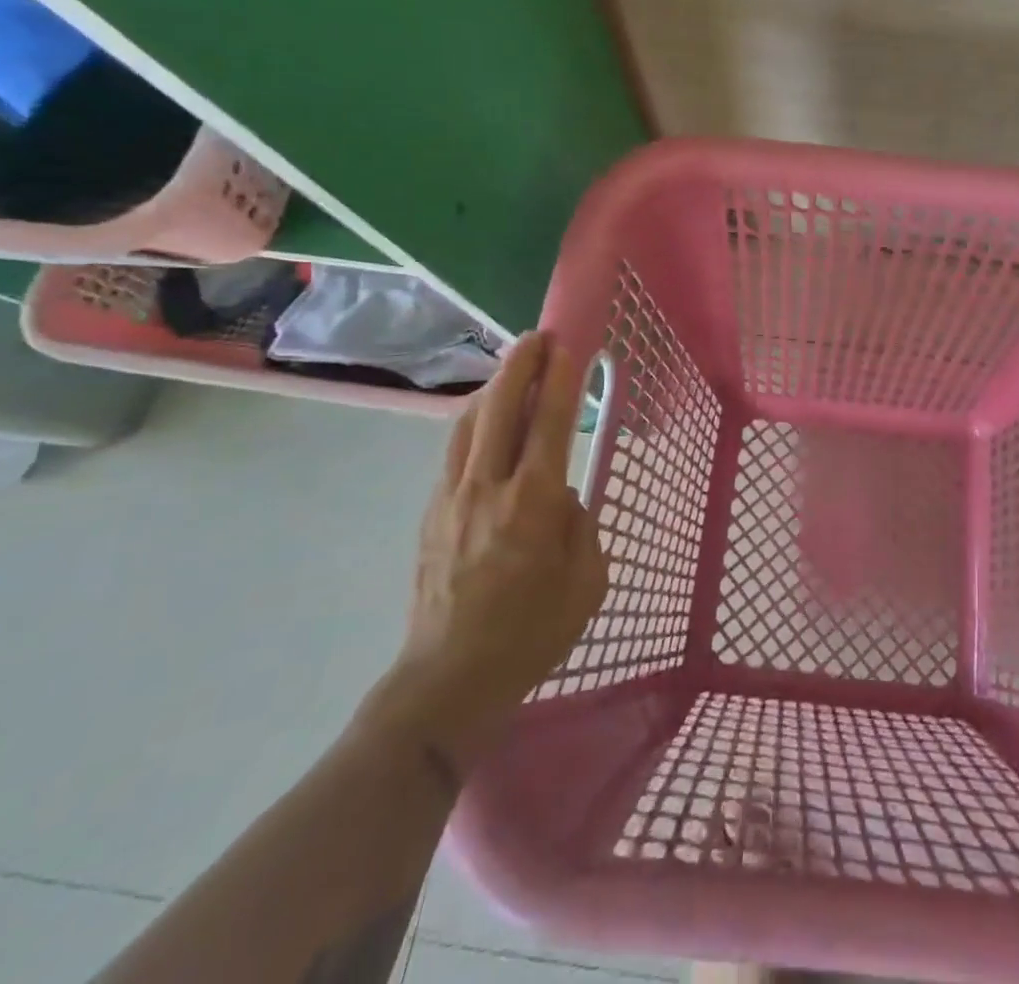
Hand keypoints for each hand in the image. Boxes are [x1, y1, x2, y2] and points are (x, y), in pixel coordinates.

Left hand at [364, 332, 607, 774]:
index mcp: (533, 503)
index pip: (551, 423)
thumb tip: (562, 497)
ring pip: (468, 423)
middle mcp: (489, 487)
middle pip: (501, 407)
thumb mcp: (587, 582)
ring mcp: (452, 497)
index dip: (561, 380)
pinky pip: (454, 450)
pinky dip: (474, 421)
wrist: (448, 680)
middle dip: (521, 365)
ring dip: (492, 388)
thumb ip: (580, 526)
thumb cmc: (530, 634)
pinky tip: (485, 421)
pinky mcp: (431, 512)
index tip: (568, 348)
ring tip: (512, 370)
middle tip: (538, 338)